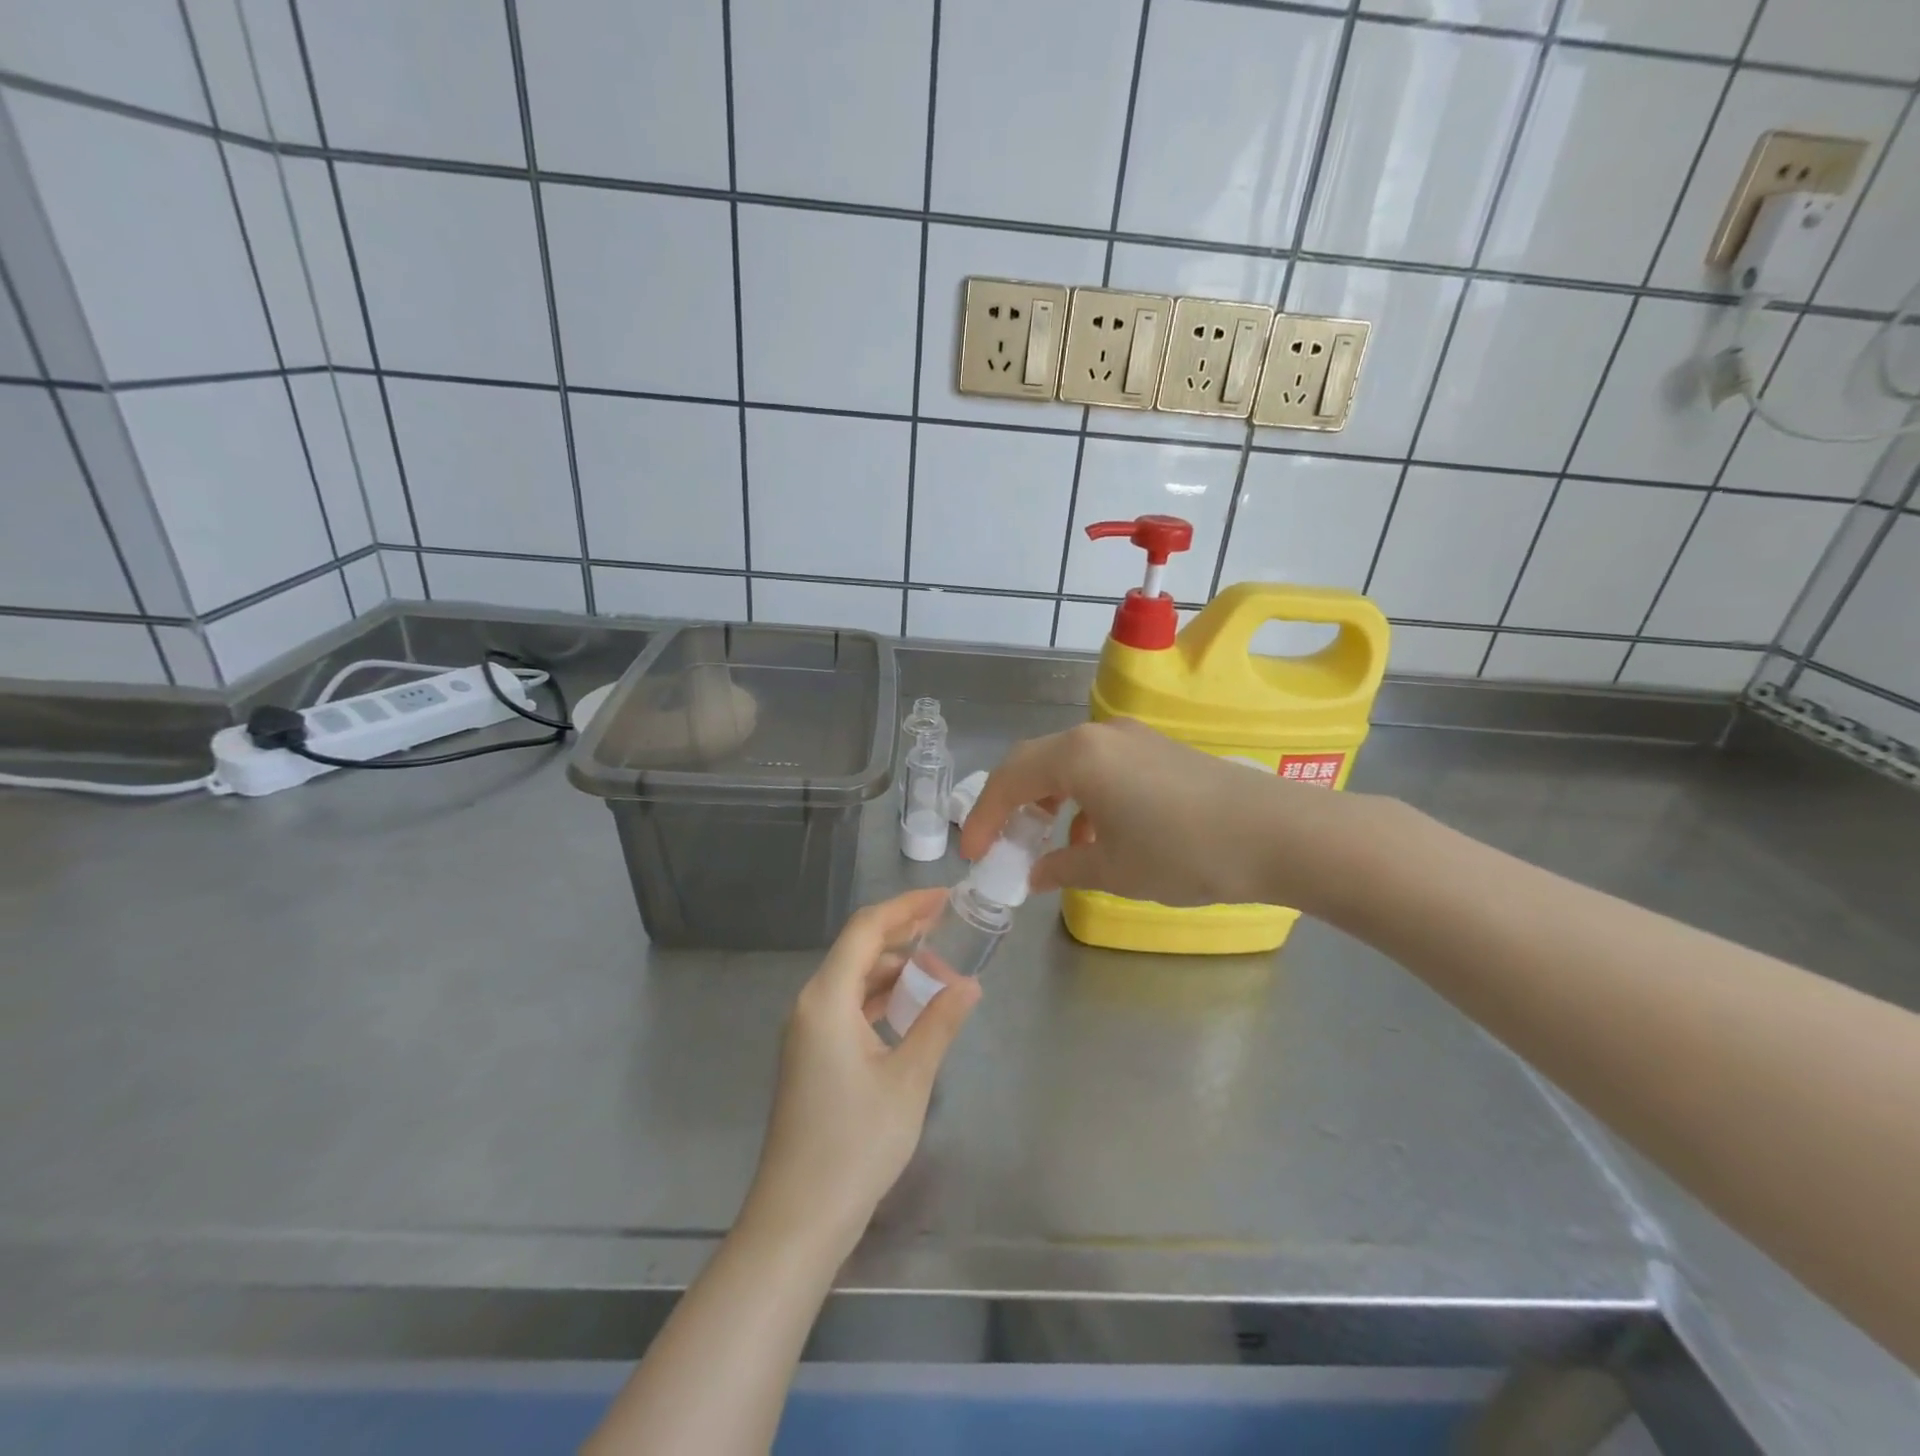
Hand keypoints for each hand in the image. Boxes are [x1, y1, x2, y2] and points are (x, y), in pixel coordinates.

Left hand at [743, 889, 981, 1257]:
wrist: (799, 1218)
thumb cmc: (856, 1144)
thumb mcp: (909, 1079)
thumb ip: (939, 1023)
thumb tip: (969, 984)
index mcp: (827, 999)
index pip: (867, 930)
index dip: (907, 907)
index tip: (946, 898)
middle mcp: (810, 1004)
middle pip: (858, 949)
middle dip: (904, 934)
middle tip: (950, 928)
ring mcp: (807, 1031)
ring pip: (853, 978)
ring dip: (894, 969)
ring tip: (939, 969)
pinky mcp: (811, 1055)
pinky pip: (848, 1006)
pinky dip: (880, 997)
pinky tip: (910, 1007)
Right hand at [959, 718, 1360, 908]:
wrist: (1276, 834)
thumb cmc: (1182, 852)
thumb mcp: (1113, 870)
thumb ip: (1063, 868)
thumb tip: (1035, 874)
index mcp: (1076, 756)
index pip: (1009, 778)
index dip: (984, 817)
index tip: (974, 854)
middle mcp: (1098, 734)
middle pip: (1036, 762)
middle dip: (1013, 803)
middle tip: (1004, 843)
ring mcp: (1132, 738)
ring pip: (1069, 763)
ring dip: (1050, 800)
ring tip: (1050, 843)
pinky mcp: (1158, 750)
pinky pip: (1101, 767)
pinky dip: (1084, 797)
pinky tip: (1097, 834)